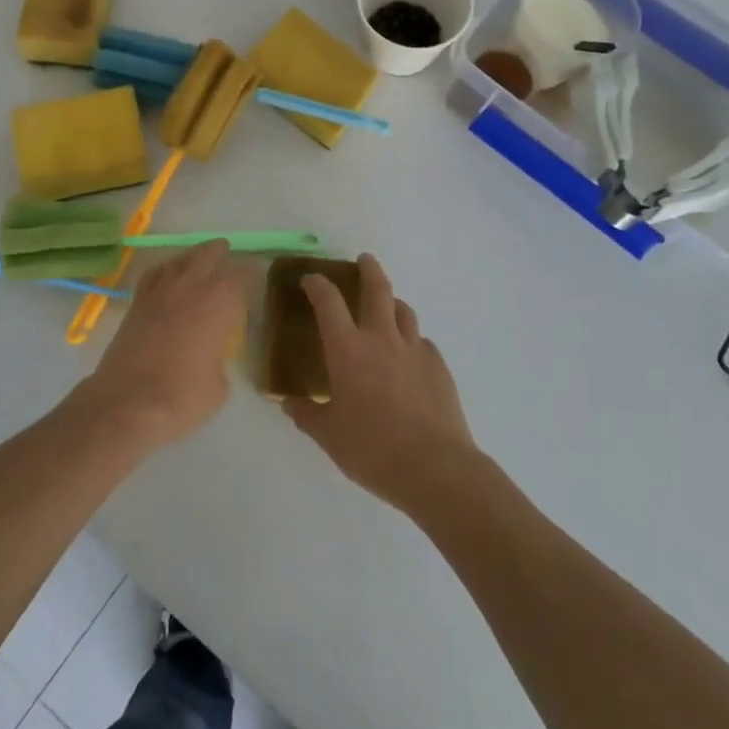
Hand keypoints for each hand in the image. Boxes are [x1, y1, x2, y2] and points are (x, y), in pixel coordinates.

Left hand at [81, 241, 247, 451]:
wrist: (127, 402)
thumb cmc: (182, 396)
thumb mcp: (218, 387)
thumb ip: (219, 362)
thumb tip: (210, 358)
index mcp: (219, 303)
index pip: (240, 277)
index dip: (249, 274)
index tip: (254, 274)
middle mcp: (190, 288)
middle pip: (206, 256)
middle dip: (218, 251)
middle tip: (225, 249)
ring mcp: (159, 293)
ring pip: (178, 261)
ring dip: (190, 256)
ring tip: (197, 258)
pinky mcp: (136, 304)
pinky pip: (153, 275)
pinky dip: (163, 270)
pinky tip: (166, 275)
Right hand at [286, 254, 477, 513]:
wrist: (435, 468)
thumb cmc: (373, 449)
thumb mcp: (329, 436)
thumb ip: (307, 415)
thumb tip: (289, 404)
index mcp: (348, 350)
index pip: (328, 302)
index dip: (317, 284)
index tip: (310, 279)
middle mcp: (382, 339)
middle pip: (377, 289)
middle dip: (368, 269)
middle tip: (364, 260)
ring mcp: (415, 350)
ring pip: (404, 311)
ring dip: (393, 302)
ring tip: (387, 307)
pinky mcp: (439, 367)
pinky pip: (423, 343)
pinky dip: (413, 342)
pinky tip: (410, 359)